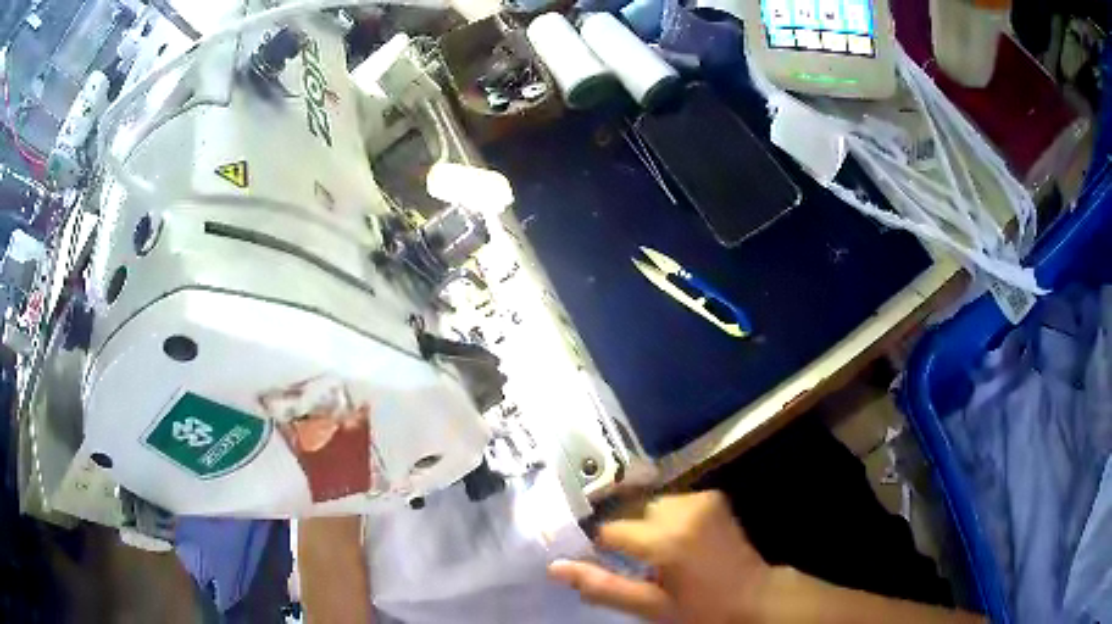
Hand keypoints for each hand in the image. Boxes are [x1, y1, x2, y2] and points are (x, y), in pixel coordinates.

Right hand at [548, 491, 769, 622]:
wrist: (753, 595)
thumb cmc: (700, 609)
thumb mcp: (649, 607)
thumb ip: (602, 586)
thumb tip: (554, 568)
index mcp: (665, 539)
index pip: (611, 531)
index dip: (606, 549)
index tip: (611, 564)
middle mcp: (682, 510)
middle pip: (632, 515)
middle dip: (631, 537)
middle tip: (642, 564)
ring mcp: (701, 500)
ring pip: (652, 506)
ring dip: (650, 526)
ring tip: (664, 554)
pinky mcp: (713, 497)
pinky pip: (674, 502)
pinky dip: (670, 518)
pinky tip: (682, 540)